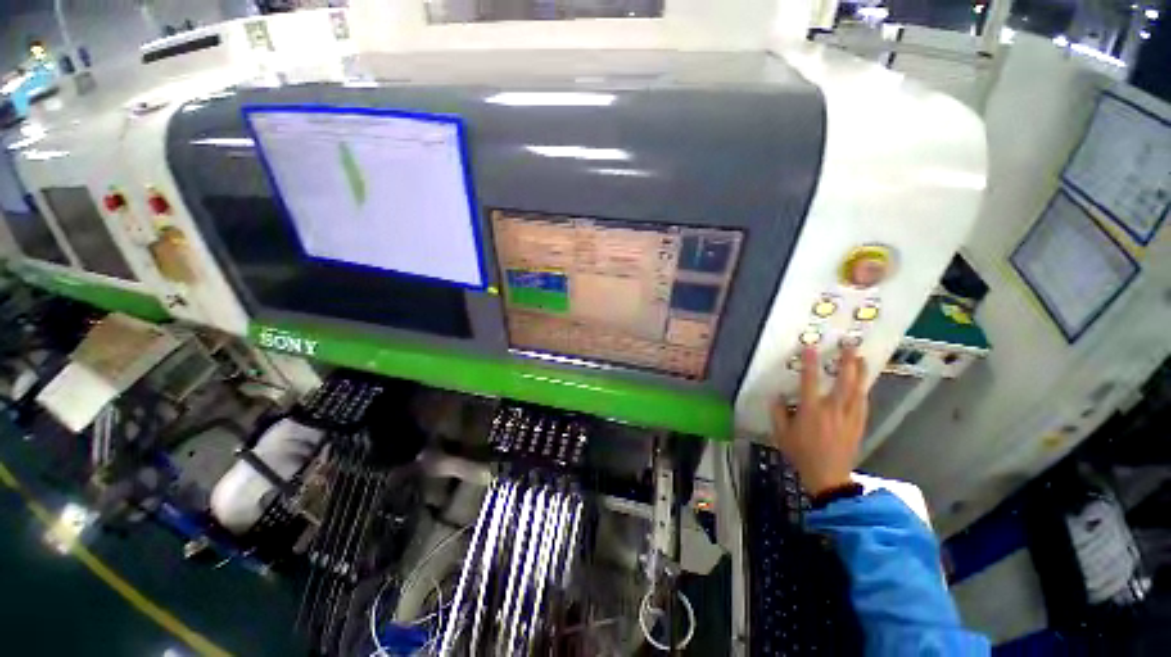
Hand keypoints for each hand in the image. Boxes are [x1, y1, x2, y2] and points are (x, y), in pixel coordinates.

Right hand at [771, 347, 869, 495]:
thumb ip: (777, 412)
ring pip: (858, 390)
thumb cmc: (801, 453)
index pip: (810, 381)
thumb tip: (777, 396)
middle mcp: (833, 409)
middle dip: (847, 362)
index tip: (811, 347)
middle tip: (850, 346)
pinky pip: (863, 403)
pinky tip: (864, 385)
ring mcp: (849, 417)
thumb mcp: (781, 433)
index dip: (810, 363)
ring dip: (861, 373)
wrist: (828, 476)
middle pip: (843, 381)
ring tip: (862, 359)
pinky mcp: (858, 425)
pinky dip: (863, 391)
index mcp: (811, 410)